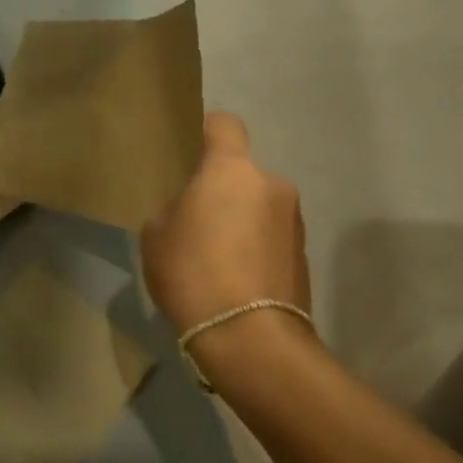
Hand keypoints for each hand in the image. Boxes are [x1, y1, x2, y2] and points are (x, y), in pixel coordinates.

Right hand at [141, 113, 309, 334]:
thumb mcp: (157, 235)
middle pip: (242, 174)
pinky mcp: (305, 256)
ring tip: (218, 259)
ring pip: (260, 206)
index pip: (226, 125)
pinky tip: (236, 280)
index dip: (208, 131)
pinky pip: (272, 238)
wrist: (249, 337)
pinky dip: (256, 249)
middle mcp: (272, 184)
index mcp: (232, 170)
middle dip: (223, 191)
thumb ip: (175, 209)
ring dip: (243, 221)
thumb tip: (192, 212)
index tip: (194, 150)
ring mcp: (295, 221)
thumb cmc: (193, 272)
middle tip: (198, 222)